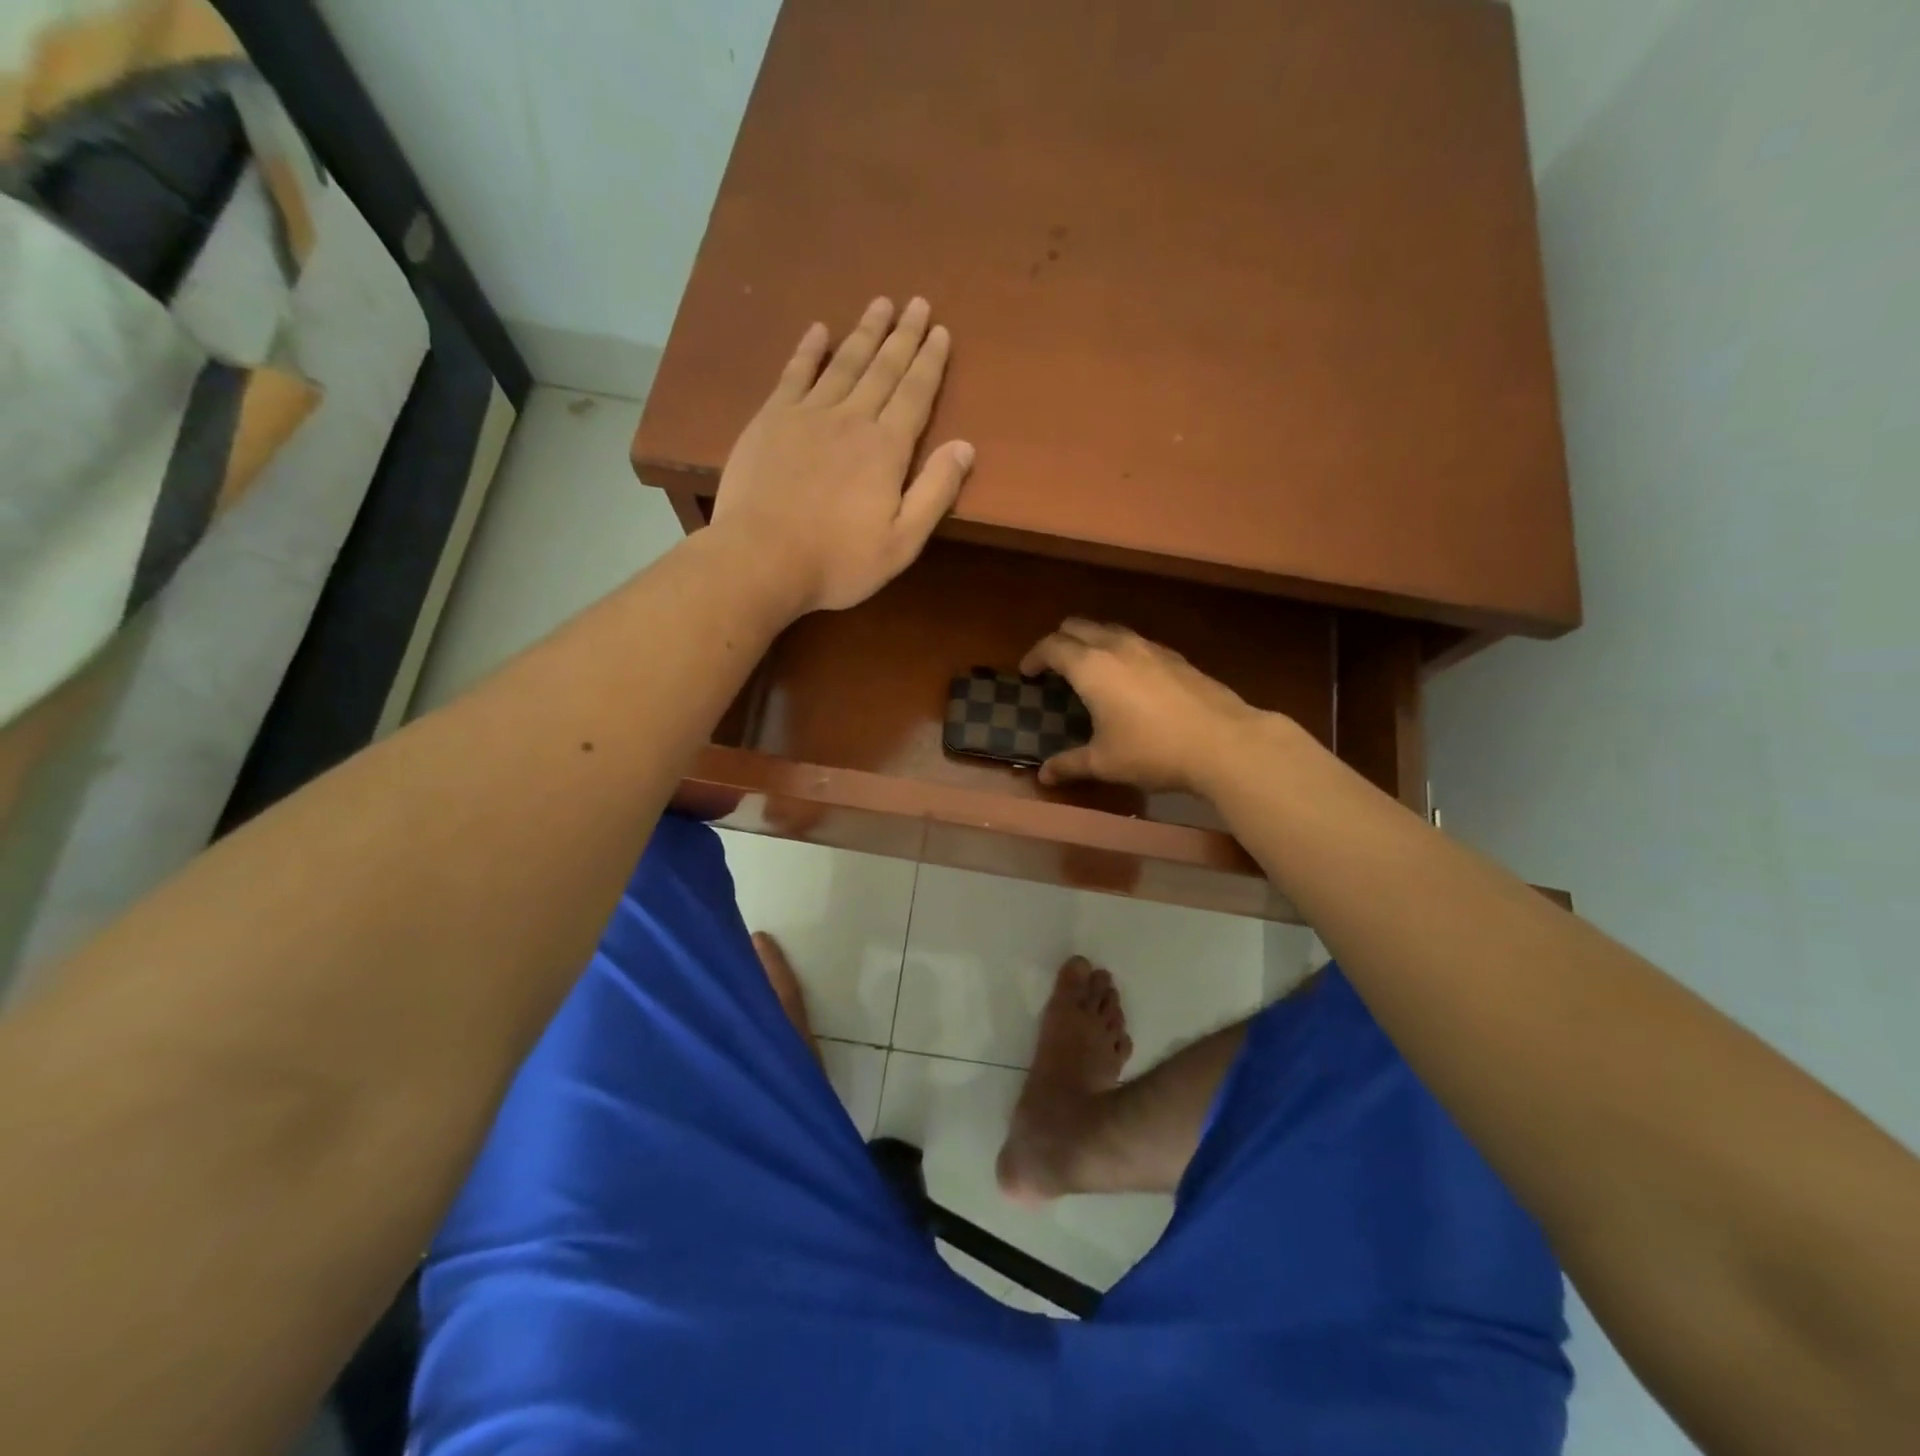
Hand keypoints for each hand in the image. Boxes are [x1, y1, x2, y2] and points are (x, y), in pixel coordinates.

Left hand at [709, 296, 974, 615]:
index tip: (941, 331)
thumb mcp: (902, 542)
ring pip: (843, 363)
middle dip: (903, 336)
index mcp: (886, 449)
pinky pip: (795, 374)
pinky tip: (818, 330)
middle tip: (917, 303)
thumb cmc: (838, 560)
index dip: (930, 362)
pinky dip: (809, 350)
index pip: (916, 394)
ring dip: (865, 332)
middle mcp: (851, 419)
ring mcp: (807, 415)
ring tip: (881, 304)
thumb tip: (965, 447)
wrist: (762, 559)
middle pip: (883, 369)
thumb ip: (935, 493)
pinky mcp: (771, 420)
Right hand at [1020, 620, 1266, 792]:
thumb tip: (1043, 776)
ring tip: (1089, 668)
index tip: (1027, 672)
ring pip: (1109, 629)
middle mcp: (1116, 646)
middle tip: (1053, 666)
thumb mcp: (1104, 762)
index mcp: (1091, 666)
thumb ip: (1069, 764)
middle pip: (1077, 626)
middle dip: (1059, 641)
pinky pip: (1135, 642)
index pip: (1051, 647)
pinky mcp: (1175, 656)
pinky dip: (1119, 650)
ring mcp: (1149, 647)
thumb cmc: (1153, 751)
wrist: (1223, 742)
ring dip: (1091, 641)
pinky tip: (1128, 678)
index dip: (1034, 657)